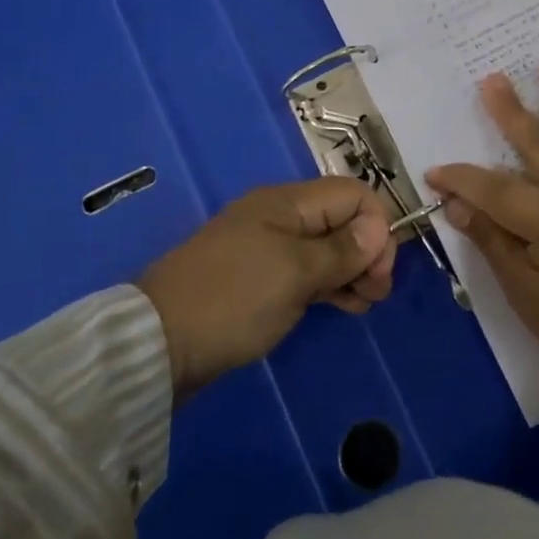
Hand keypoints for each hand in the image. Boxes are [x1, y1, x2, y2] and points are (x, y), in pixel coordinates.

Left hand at [138, 179, 396, 397]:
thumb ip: (342, 249)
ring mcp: (268, 248)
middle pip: (341, 219)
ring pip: (326, 247)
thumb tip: (379, 227)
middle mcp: (280, 217)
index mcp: (287, 202)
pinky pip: (307, 271)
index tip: (381, 269)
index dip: (376, 225)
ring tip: (366, 303)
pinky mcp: (259, 279)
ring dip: (352, 269)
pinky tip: (346, 305)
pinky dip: (330, 284)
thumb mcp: (296, 273)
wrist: (158, 344)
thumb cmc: (234, 299)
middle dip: (368, 249)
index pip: (351, 194)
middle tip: (377, 292)